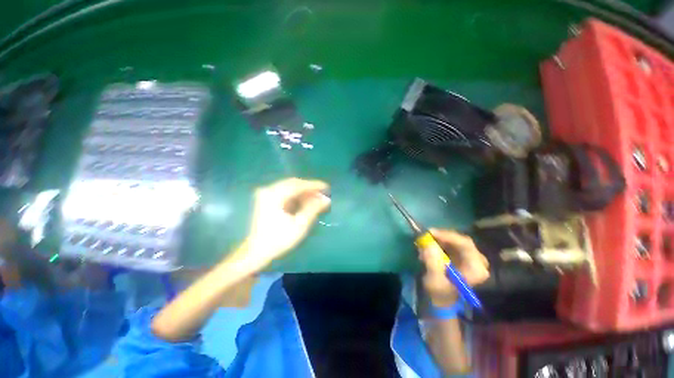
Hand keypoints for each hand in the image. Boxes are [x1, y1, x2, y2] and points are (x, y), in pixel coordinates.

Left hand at [243, 178, 330, 266]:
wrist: (256, 252)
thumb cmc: (279, 240)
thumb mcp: (300, 225)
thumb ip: (313, 209)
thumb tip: (326, 199)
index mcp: (275, 195)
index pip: (298, 185)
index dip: (314, 185)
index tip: (327, 187)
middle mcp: (269, 190)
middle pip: (293, 184)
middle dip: (309, 188)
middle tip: (322, 194)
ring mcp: (266, 195)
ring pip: (289, 188)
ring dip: (303, 192)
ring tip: (316, 199)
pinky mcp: (266, 200)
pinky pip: (285, 193)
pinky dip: (296, 196)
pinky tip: (304, 202)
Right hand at [420, 229, 489, 306]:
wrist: (442, 300)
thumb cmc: (440, 293)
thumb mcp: (434, 280)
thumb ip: (432, 262)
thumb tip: (428, 244)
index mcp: (476, 269)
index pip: (466, 245)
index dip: (448, 236)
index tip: (431, 232)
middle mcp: (478, 261)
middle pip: (461, 240)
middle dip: (442, 237)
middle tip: (426, 234)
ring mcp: (472, 257)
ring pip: (455, 240)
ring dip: (439, 239)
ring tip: (425, 242)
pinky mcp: (463, 256)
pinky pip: (452, 243)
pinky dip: (440, 242)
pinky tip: (430, 245)